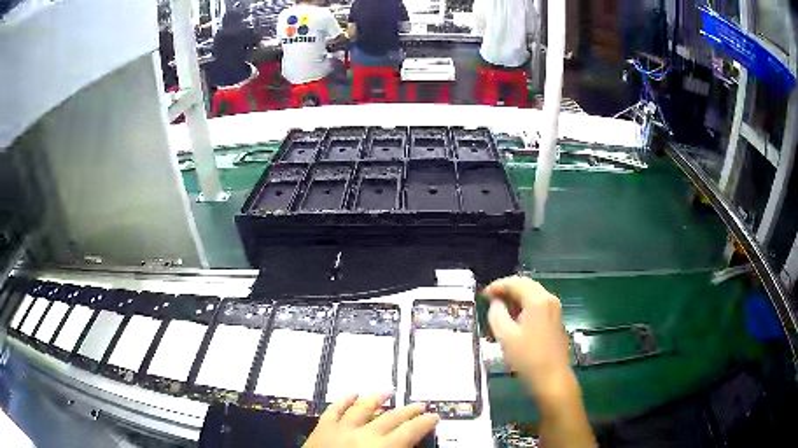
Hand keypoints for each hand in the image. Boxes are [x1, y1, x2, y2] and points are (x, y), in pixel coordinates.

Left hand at [304, 392, 438, 447]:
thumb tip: (415, 445)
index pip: (409, 431)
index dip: (424, 423)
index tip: (434, 416)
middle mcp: (364, 434)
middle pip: (391, 417)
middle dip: (408, 411)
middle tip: (420, 405)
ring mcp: (341, 428)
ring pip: (362, 407)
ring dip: (376, 398)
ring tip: (388, 390)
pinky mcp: (322, 428)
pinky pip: (334, 409)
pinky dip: (343, 400)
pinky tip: (351, 394)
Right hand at [483, 276, 574, 402]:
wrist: (552, 378)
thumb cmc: (527, 358)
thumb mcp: (506, 336)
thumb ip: (497, 314)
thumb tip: (496, 303)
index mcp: (538, 300)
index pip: (515, 283)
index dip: (497, 286)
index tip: (483, 295)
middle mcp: (549, 300)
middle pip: (526, 285)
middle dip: (507, 290)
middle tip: (490, 299)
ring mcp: (555, 310)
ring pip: (533, 295)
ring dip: (516, 299)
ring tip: (500, 310)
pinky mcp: (556, 321)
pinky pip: (539, 305)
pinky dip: (525, 307)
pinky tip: (515, 320)